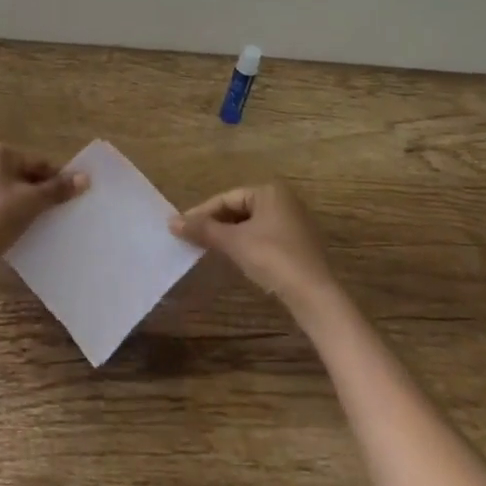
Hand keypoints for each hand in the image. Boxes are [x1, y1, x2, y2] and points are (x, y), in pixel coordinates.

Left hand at [0, 142, 86, 273]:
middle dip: (39, 192)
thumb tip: (85, 178)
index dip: (55, 180)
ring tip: (39, 222)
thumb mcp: (33, 201)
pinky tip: (17, 229)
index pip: (36, 163)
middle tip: (56, 212)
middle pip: (22, 175)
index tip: (70, 197)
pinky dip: (8, 212)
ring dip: (24, 203)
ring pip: (8, 191)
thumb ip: (58, 189)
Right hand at [171, 182, 338, 311]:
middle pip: (238, 209)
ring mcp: (293, 222)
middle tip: (192, 238)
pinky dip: (245, 244)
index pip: (226, 198)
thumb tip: (171, 222)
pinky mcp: (297, 244)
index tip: (181, 227)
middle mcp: (283, 200)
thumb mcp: (234, 242)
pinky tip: (234, 257)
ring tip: (207, 248)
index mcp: (269, 191)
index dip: (202, 213)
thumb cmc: (272, 258)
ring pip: (250, 224)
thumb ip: (203, 230)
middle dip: (215, 224)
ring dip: (229, 235)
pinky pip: (263, 237)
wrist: (314, 295)